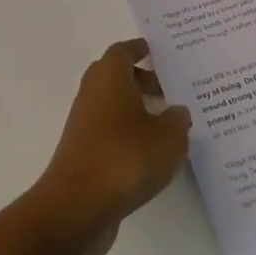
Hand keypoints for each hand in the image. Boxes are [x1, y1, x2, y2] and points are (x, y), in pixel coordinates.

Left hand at [30, 39, 191, 254]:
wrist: (77, 204)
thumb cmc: (125, 157)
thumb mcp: (168, 139)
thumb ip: (177, 121)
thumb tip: (178, 112)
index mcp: (109, 76)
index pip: (123, 51)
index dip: (139, 50)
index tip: (155, 52)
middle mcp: (92, 92)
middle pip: (116, 76)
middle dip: (141, 80)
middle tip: (169, 90)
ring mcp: (84, 123)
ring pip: (112, 105)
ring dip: (135, 109)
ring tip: (167, 125)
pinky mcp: (83, 151)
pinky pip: (109, 131)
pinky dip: (127, 134)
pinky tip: (150, 154)